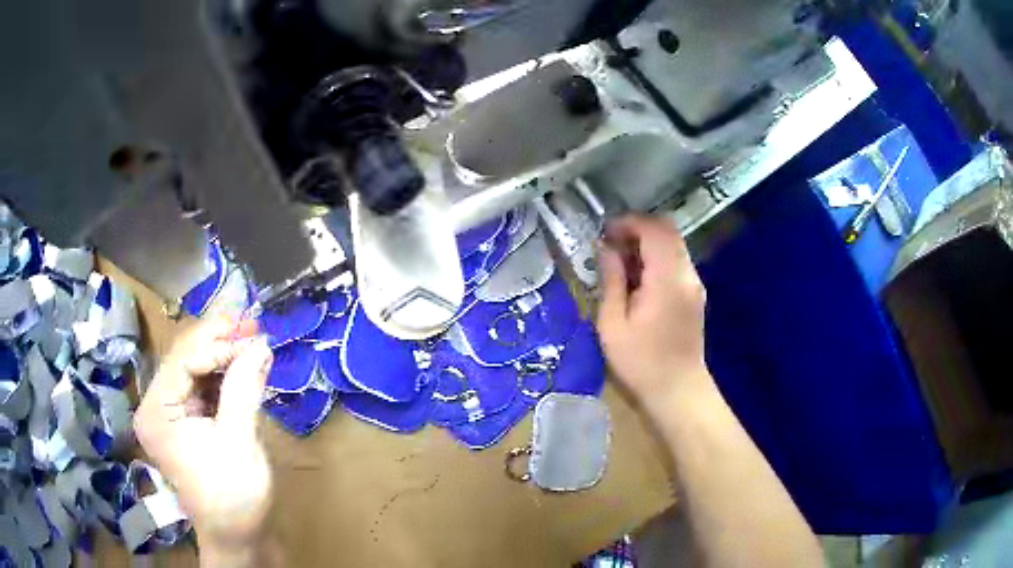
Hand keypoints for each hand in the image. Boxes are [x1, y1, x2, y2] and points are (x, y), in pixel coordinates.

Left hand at [134, 315, 273, 556]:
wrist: (236, 537)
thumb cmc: (233, 497)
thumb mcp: (239, 442)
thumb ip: (244, 388)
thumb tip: (261, 342)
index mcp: (157, 411)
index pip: (184, 359)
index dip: (219, 342)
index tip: (256, 332)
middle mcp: (155, 405)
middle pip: (185, 357)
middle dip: (219, 340)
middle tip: (254, 324)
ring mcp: (168, 412)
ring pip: (194, 367)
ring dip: (223, 354)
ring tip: (252, 340)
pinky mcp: (184, 419)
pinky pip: (201, 385)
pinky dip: (223, 373)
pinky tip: (242, 365)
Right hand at [596, 215, 709, 412]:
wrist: (678, 391)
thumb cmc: (641, 362)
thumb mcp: (613, 323)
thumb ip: (611, 280)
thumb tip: (606, 248)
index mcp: (668, 279)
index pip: (655, 229)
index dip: (629, 222)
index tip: (605, 233)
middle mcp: (687, 274)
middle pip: (667, 231)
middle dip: (637, 229)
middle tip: (610, 245)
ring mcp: (694, 284)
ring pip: (673, 245)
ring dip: (646, 245)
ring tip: (619, 264)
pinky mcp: (694, 295)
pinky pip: (675, 263)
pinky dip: (655, 260)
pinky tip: (637, 281)